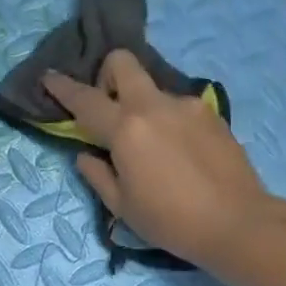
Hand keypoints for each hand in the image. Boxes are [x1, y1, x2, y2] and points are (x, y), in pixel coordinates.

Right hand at [42, 51, 275, 269]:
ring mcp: (188, 106)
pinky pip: (179, 107)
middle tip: (110, 109)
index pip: (85, 99)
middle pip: (123, 63)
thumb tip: (86, 154)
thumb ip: (98, 175)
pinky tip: (181, 153)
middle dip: (107, 75)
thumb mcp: (123, 207)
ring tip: (154, 147)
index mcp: (127, 129)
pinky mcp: (212, 114)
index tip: (49, 77)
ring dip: (143, 106)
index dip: (62, 87)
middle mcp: (155, 106)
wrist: (237, 222)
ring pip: (154, 90)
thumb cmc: (171, 222)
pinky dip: (169, 121)